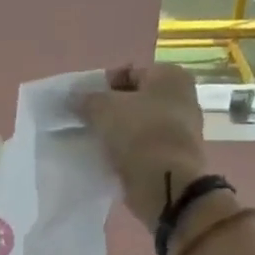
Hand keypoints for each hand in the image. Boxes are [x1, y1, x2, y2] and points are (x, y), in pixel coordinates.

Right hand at [76, 63, 210, 226]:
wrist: (165, 182)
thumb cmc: (138, 133)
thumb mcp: (102, 108)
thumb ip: (84, 99)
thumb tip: (72, 97)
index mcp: (170, 76)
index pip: (128, 72)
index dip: (101, 85)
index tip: (82, 102)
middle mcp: (183, 97)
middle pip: (135, 99)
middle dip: (110, 109)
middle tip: (86, 122)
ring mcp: (182, 129)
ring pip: (139, 124)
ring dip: (118, 131)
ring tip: (95, 142)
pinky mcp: (176, 156)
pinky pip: (145, 147)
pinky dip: (129, 150)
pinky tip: (110, 158)